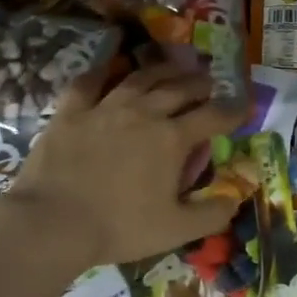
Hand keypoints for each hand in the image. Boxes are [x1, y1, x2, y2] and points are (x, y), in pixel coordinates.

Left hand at [6, 61, 243, 267]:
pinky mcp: (72, 110)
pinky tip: (111, 69)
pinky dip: (103, 71)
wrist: (52, 223)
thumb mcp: (175, 230)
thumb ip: (211, 214)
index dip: (233, 110)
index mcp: (172, 139)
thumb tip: (236, 197)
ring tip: (173, 67)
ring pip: (141, 78)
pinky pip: (90, 82)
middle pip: (179, 88)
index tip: (244, 105)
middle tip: (209, 82)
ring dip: (162, 70)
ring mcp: (106, 106)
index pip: (213, 116)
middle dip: (200, 83)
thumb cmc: (118, 227)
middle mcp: (144, 112)